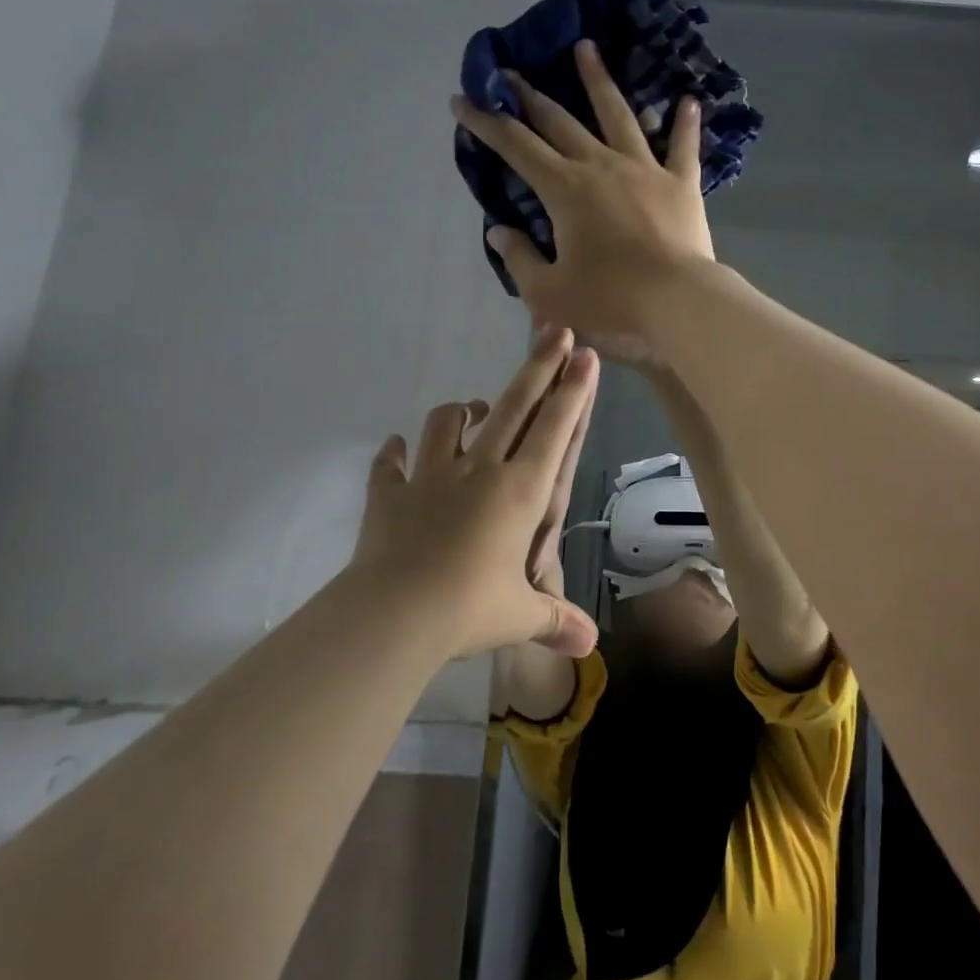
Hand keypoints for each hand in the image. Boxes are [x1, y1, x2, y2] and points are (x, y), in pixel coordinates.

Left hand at [350, 330, 599, 658]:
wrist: (393, 615)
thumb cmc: (469, 608)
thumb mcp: (520, 615)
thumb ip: (555, 621)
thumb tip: (589, 647)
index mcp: (519, 491)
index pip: (554, 429)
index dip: (573, 390)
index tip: (584, 354)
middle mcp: (480, 470)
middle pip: (513, 406)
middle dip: (538, 367)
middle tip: (553, 332)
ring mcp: (431, 477)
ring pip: (448, 423)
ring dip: (463, 410)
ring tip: (473, 409)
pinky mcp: (390, 494)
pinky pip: (391, 465)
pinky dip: (395, 454)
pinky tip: (398, 449)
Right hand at [451, 39, 713, 361]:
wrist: (678, 302)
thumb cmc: (610, 299)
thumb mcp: (549, 292)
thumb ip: (519, 259)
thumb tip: (498, 231)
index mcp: (565, 190)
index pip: (515, 146)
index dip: (485, 122)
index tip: (463, 100)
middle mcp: (602, 166)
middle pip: (560, 122)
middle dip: (530, 96)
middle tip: (511, 73)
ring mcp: (646, 169)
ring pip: (619, 115)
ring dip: (598, 81)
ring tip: (586, 48)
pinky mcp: (682, 184)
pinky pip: (683, 147)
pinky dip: (685, 124)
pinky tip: (688, 100)